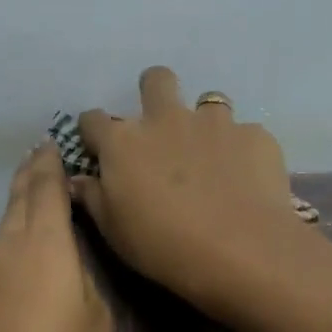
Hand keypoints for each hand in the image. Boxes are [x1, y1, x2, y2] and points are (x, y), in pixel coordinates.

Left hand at [0, 144, 113, 331]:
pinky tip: (24, 260)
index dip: (51, 163)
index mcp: (41, 244)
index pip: (45, 188)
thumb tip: (69, 273)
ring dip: (20, 210)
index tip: (55, 143)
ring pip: (4, 229)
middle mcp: (4, 249)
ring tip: (38, 201)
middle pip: (17, 201)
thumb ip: (86, 285)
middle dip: (31, 177)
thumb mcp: (97, 326)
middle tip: (43, 158)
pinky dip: (12, 244)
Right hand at [73, 66, 309, 315]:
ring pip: (208, 102)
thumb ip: (93, 197)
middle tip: (160, 126)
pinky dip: (240, 150)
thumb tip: (77, 180)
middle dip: (154, 92)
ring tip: (211, 156)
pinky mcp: (254, 135)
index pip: (93, 120)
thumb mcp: (114, 230)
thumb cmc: (163, 245)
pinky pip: (244, 134)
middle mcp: (167, 119)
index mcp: (124, 142)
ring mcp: (215, 123)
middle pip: (156, 80)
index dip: (94, 132)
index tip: (99, 149)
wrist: (240, 251)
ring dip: (204, 123)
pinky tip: (246, 179)